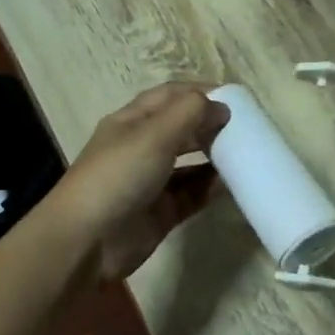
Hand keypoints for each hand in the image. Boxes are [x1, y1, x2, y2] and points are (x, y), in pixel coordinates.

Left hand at [42, 83, 229, 281]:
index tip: (236, 98)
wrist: (87, 241)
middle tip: (247, 128)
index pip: (170, 96)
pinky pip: (192, 195)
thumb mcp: (153, 135)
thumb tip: (222, 107)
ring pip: (190, 163)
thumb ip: (190, 114)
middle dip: (211, 125)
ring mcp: (151, 182)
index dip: (201, 92)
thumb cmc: (118, 176)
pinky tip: (234, 184)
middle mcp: (141, 148)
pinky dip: (211, 188)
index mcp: (132, 121)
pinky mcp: (161, 212)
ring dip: (215, 157)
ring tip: (246, 155)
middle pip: (182, 128)